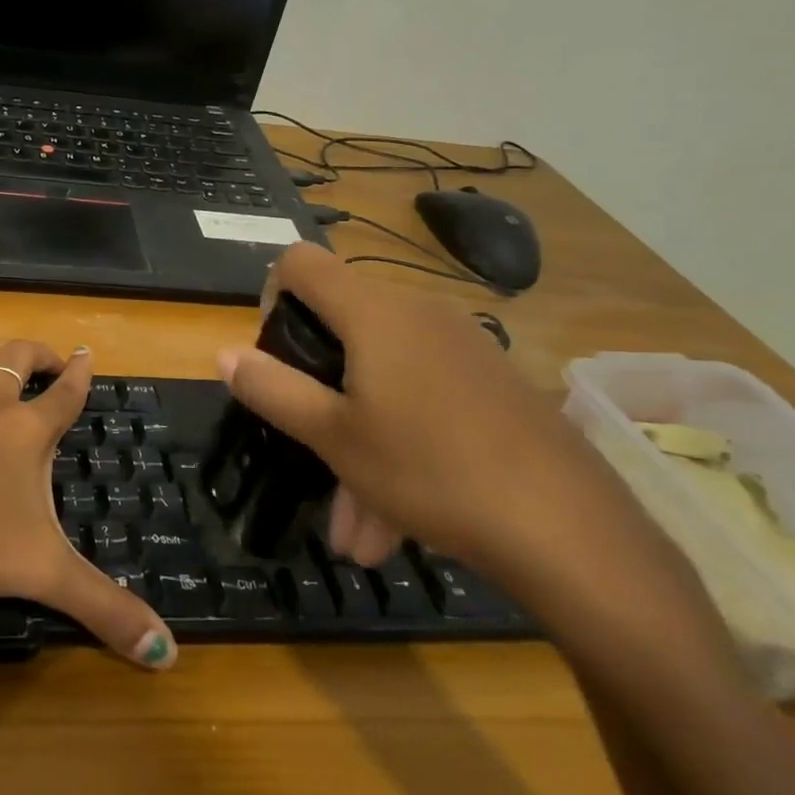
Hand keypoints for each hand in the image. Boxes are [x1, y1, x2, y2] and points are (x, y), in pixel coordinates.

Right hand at [218, 243, 612, 577]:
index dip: (270, 294)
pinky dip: (398, 446)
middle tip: (306, 452)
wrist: (570, 531)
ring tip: (355, 529)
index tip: (272, 353)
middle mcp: (417, 314)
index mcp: (374, 313)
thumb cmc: (431, 470)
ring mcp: (461, 349)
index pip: (301, 262)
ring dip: (356, 443)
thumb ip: (272, 388)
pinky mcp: (490, 384)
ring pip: (381, 380)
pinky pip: (422, 400)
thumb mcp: (333, 435)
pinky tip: (396, 521)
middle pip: (341, 330)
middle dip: (315, 395)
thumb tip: (224, 353)